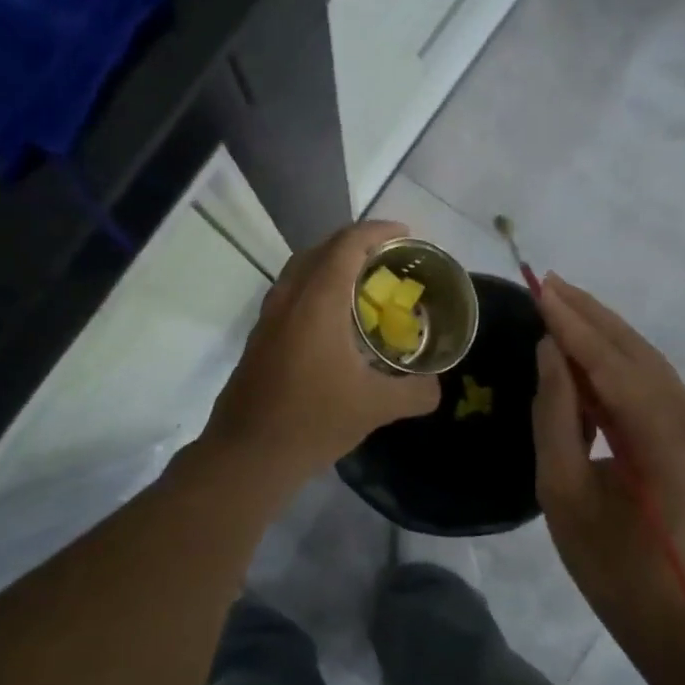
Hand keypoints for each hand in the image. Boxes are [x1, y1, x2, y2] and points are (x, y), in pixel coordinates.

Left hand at [203, 220, 439, 482]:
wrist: (249, 453)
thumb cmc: (313, 420)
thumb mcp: (376, 407)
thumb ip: (415, 392)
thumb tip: (436, 386)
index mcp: (317, 301)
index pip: (347, 244)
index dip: (378, 231)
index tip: (406, 234)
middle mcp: (289, 297)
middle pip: (321, 249)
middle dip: (356, 244)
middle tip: (389, 259)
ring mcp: (269, 317)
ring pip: (301, 270)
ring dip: (332, 265)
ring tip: (365, 284)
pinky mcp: (260, 337)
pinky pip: (291, 294)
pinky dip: (316, 289)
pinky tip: (335, 322)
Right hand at [532, 276, 684, 664]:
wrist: (681, 620)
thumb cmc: (610, 567)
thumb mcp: (562, 492)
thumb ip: (556, 414)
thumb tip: (550, 351)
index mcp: (669, 442)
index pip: (613, 365)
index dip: (573, 324)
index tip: (539, 287)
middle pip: (638, 354)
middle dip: (591, 315)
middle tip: (548, 280)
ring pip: (649, 366)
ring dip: (604, 335)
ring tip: (561, 303)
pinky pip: (655, 388)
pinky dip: (619, 366)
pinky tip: (586, 351)